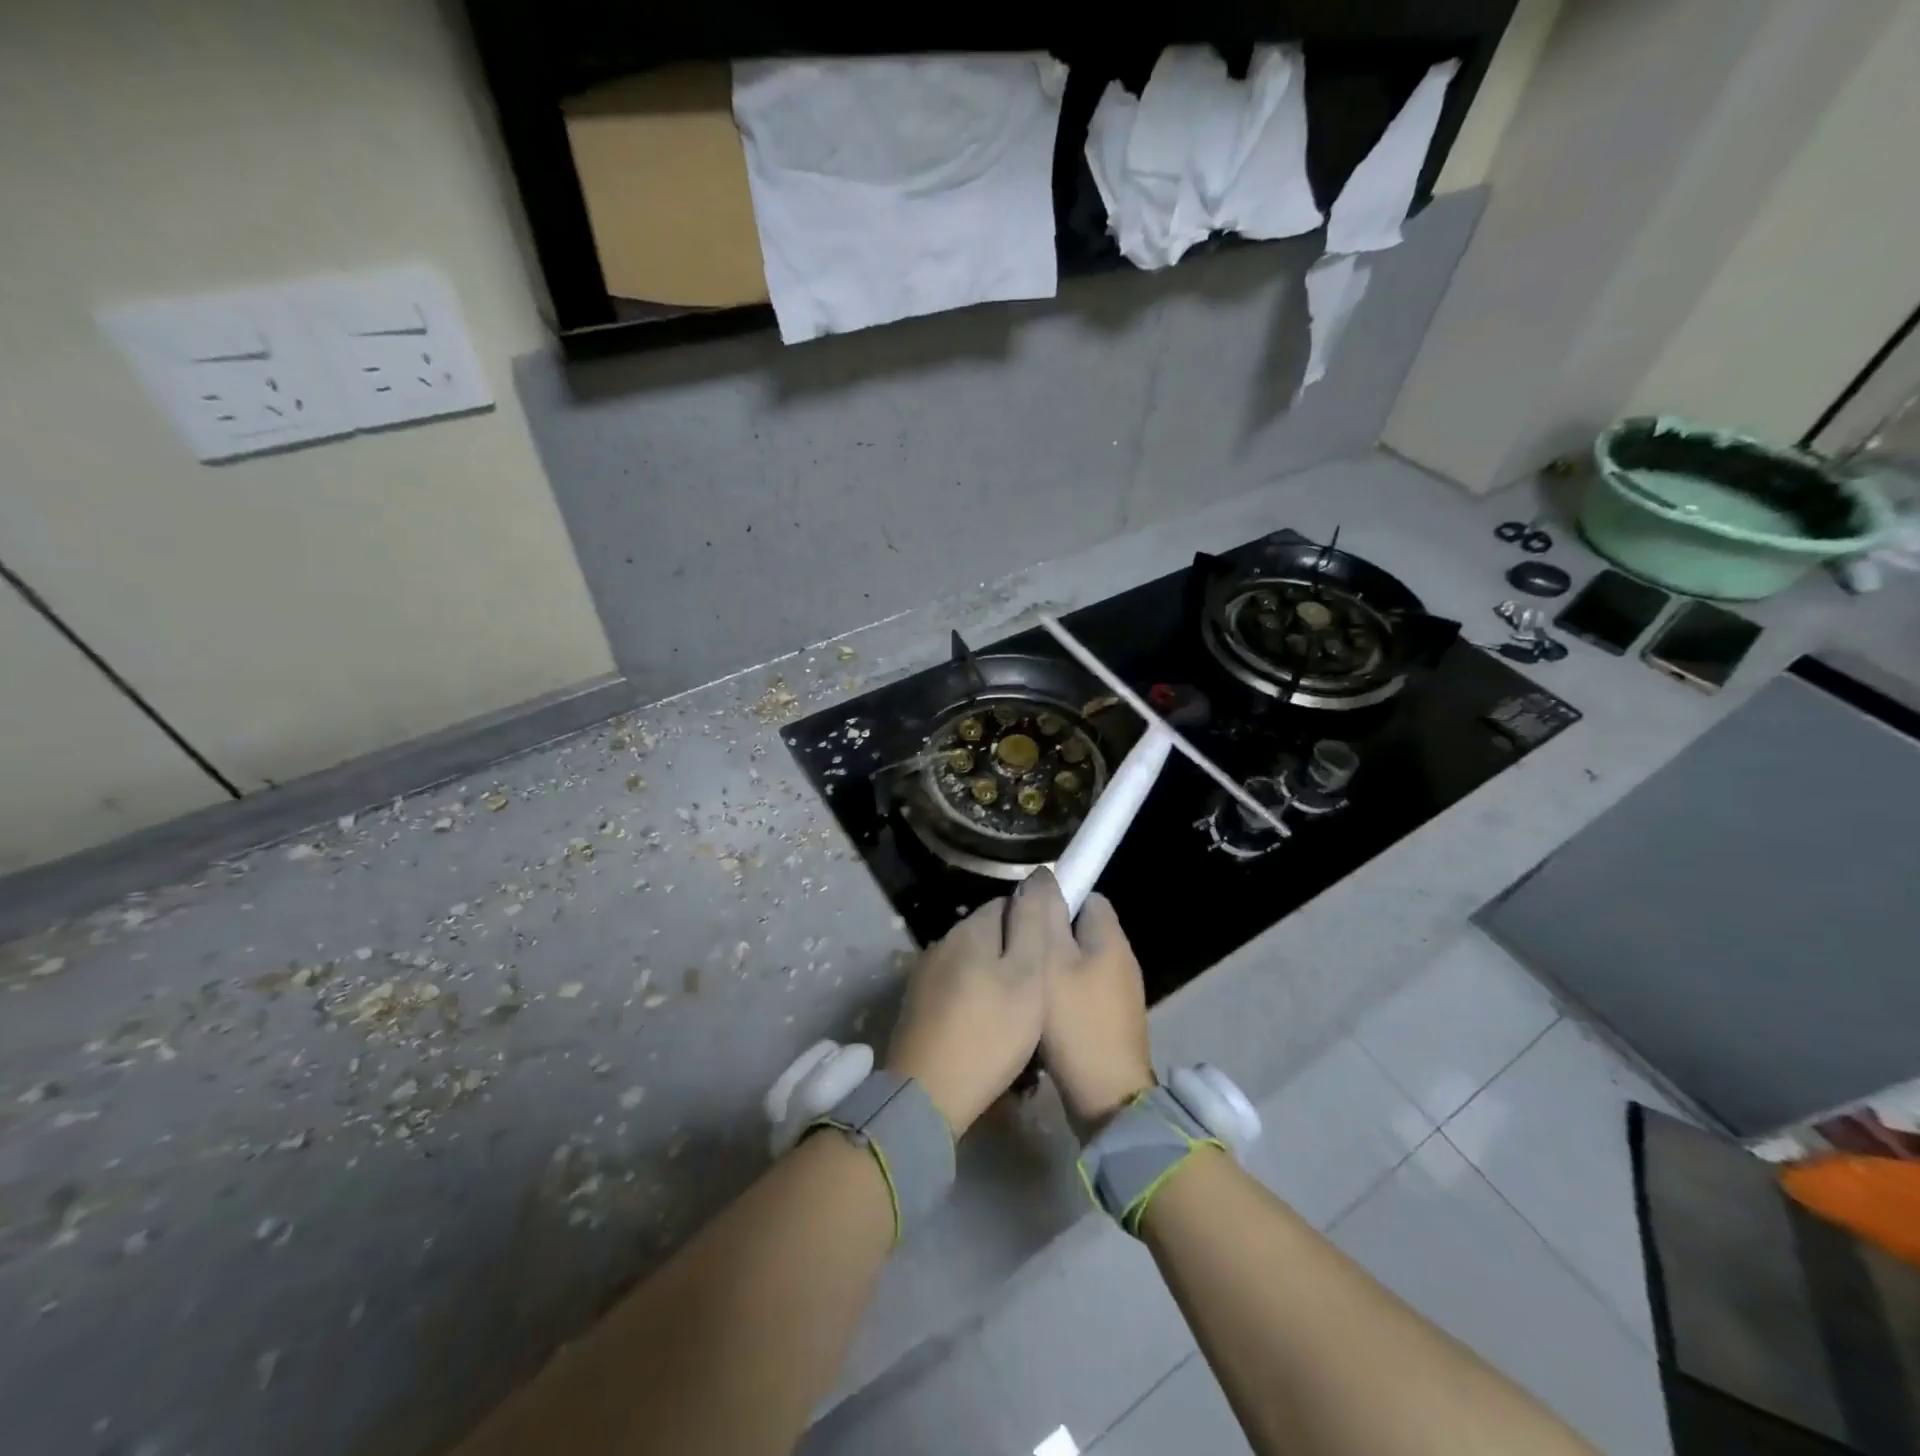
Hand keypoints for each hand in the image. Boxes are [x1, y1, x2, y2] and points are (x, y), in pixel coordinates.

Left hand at [885, 870, 1066, 1136]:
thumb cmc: (989, 1032)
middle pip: (989, 934)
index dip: (1034, 924)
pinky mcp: (917, 1004)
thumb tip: (1039, 875)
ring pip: (972, 963)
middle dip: (1015, 953)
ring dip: (995, 979)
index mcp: (969, 929)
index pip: (1008, 904)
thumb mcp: (1027, 976)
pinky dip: (975, 1000)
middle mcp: (942, 942)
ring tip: (1018, 1015)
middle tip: (1040, 992)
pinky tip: (987, 1029)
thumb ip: (1033, 923)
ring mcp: (925, 974)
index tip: (1052, 955)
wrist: (927, 1093)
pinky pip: (956, 988)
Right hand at [1040, 892, 1154, 1129]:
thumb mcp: (1051, 962)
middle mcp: (1122, 960)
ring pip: (1080, 963)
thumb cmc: (1076, 1022)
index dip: (1057, 898)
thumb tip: (1044, 876)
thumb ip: (1046, 917)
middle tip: (1017, 947)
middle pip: (1082, 930)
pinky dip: (1063, 994)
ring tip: (1022, 977)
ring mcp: (1120, 994)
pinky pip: (1083, 992)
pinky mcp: (1112, 1021)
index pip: (1088, 897)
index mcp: (1111, 939)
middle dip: (1051, 934)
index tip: (1026, 913)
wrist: (1107, 1097)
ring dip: (1054, 966)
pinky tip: (1039, 1008)